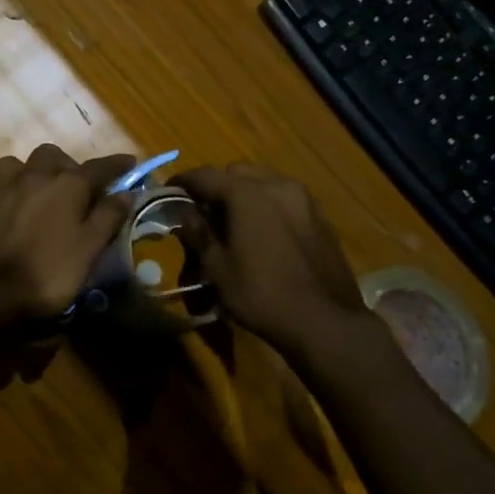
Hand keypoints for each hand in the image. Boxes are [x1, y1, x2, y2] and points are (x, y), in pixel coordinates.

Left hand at [0, 145, 131, 322]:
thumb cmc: (48, 273)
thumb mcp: (89, 249)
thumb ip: (108, 217)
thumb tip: (126, 192)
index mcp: (66, 185)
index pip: (99, 167)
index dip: (116, 165)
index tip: (129, 164)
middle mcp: (32, 176)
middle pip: (52, 155)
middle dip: (65, 166)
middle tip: (73, 188)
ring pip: (15, 165)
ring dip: (27, 174)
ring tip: (33, 194)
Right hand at [173, 163, 368, 349]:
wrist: (325, 321)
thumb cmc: (262, 294)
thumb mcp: (218, 268)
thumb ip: (199, 234)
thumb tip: (185, 216)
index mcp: (248, 195)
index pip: (206, 175)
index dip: (183, 182)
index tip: (168, 192)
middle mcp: (278, 186)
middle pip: (237, 172)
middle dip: (216, 185)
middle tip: (202, 210)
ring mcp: (304, 200)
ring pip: (264, 182)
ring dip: (243, 193)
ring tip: (232, 220)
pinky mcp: (320, 217)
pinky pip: (284, 198)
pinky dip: (266, 204)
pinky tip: (261, 232)